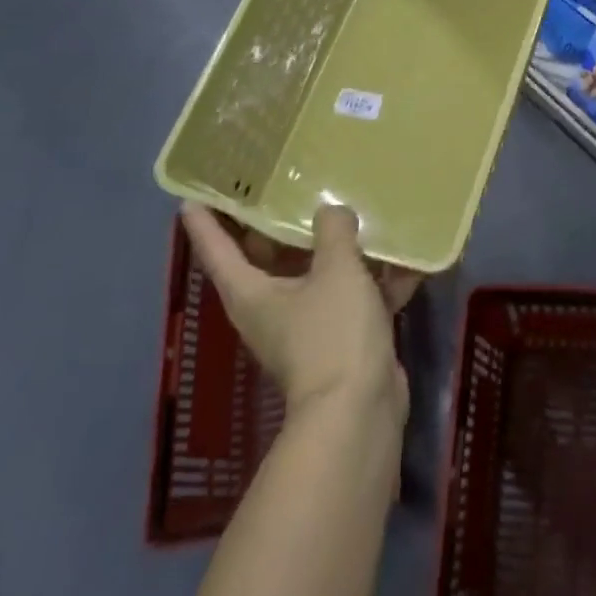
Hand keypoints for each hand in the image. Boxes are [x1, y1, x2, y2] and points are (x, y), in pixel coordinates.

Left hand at [182, 202, 418, 423]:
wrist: (359, 409)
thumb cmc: (333, 333)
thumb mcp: (336, 270)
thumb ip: (334, 232)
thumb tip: (332, 211)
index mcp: (251, 293)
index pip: (216, 250)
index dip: (203, 222)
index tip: (191, 196)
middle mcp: (270, 309)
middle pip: (263, 259)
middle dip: (270, 226)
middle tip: (278, 186)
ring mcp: (305, 327)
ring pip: (312, 276)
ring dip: (330, 250)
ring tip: (346, 209)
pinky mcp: (339, 339)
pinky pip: (352, 298)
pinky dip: (373, 280)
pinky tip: (404, 256)